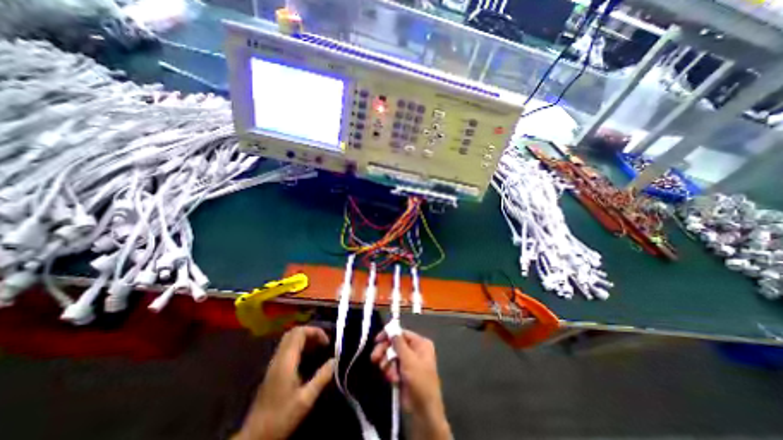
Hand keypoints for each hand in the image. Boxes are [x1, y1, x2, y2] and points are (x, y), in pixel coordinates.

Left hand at [239, 326, 335, 438]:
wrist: (254, 438)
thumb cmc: (281, 417)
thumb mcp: (306, 399)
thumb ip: (321, 377)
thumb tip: (335, 360)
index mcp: (286, 361)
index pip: (299, 332)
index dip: (315, 331)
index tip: (327, 342)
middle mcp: (278, 358)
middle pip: (293, 332)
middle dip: (310, 332)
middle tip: (322, 343)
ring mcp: (273, 363)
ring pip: (289, 339)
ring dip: (304, 338)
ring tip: (317, 348)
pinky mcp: (272, 370)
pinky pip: (286, 348)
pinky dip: (299, 346)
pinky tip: (307, 358)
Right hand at [372, 328, 452, 437]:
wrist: (424, 410)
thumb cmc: (420, 380)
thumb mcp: (409, 360)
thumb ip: (399, 343)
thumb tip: (392, 329)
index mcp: (420, 343)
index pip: (402, 333)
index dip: (389, 335)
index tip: (377, 340)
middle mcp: (415, 350)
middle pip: (395, 344)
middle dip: (385, 352)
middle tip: (374, 358)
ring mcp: (409, 362)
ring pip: (392, 356)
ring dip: (387, 364)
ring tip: (389, 374)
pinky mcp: (403, 372)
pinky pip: (392, 366)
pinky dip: (390, 372)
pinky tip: (392, 380)